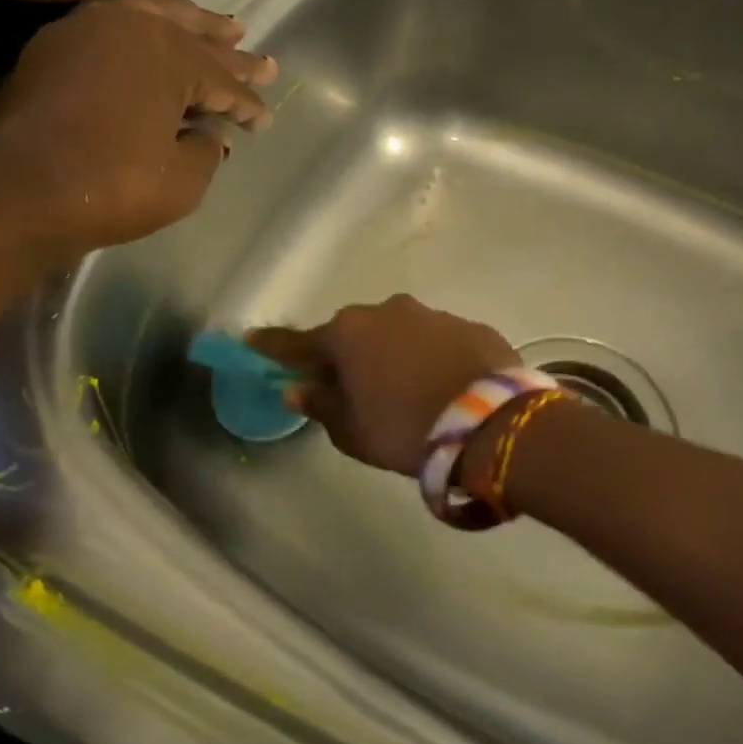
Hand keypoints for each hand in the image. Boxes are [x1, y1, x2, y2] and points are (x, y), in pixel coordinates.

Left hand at [0, 0, 274, 268]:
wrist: (21, 191)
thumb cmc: (114, 187)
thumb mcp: (183, 181)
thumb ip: (206, 150)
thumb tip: (208, 133)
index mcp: (172, 57)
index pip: (222, 81)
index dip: (247, 104)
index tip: (262, 120)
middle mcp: (134, 28)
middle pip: (195, 39)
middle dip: (231, 54)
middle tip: (262, 61)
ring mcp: (90, 29)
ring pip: (155, 14)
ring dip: (192, 22)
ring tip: (221, 25)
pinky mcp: (57, 43)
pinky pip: (117, 20)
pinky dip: (146, 21)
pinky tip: (156, 26)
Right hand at [248, 296, 519, 475]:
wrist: (491, 424)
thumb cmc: (405, 429)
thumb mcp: (353, 431)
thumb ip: (321, 406)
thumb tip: (298, 390)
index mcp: (348, 334)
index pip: (298, 342)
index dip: (273, 346)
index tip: (251, 342)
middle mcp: (387, 312)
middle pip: (353, 334)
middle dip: (345, 355)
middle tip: (347, 385)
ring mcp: (432, 314)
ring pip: (398, 334)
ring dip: (392, 355)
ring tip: (404, 390)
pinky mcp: (470, 325)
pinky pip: (437, 341)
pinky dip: (430, 357)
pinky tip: (442, 385)